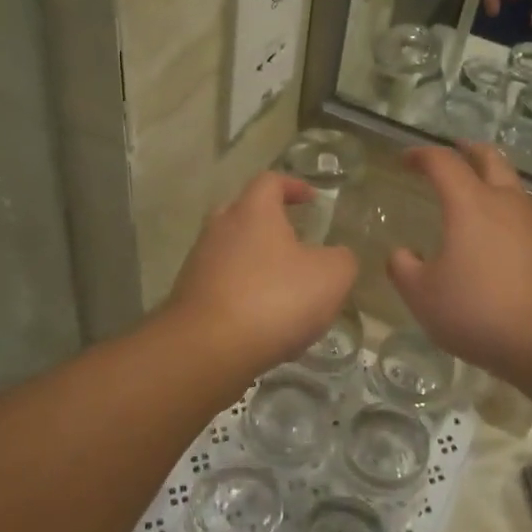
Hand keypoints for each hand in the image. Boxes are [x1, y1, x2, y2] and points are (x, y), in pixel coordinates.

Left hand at [164, 171, 358, 380]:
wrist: (207, 350)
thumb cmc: (274, 299)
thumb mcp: (331, 276)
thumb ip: (342, 259)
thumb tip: (336, 257)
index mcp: (253, 211)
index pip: (270, 181)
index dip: (293, 185)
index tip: (311, 198)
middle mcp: (220, 228)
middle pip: (244, 213)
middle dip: (269, 223)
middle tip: (295, 240)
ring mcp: (199, 263)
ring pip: (231, 251)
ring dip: (256, 262)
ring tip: (284, 287)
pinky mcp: (189, 297)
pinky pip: (222, 284)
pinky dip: (243, 292)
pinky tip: (263, 319)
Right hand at [387, 146, 531, 385]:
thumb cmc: (481, 311)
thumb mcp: (424, 296)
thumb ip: (404, 269)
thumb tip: (402, 253)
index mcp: (471, 203)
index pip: (443, 162)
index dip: (421, 155)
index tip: (404, 159)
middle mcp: (505, 202)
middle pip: (489, 158)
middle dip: (467, 150)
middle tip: (451, 150)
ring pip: (510, 183)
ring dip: (489, 177)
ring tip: (470, 191)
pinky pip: (521, 213)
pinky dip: (502, 207)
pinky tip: (492, 233)